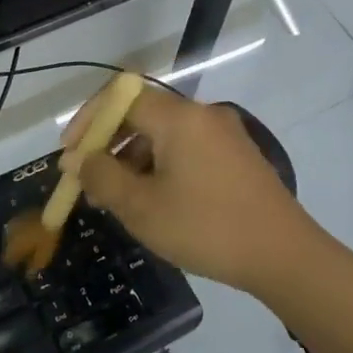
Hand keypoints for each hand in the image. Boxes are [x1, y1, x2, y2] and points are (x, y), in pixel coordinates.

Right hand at [63, 84, 321, 295]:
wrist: (284, 256)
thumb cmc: (206, 228)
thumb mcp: (141, 207)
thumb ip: (101, 177)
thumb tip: (79, 160)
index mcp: (179, 118)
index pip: (119, 97)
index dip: (87, 121)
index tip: (69, 155)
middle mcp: (202, 115)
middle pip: (141, 114)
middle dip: (107, 144)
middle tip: (87, 181)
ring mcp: (224, 135)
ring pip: (163, 135)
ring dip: (132, 159)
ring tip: (116, 199)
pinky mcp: (237, 157)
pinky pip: (186, 150)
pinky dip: (159, 167)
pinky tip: (153, 201)